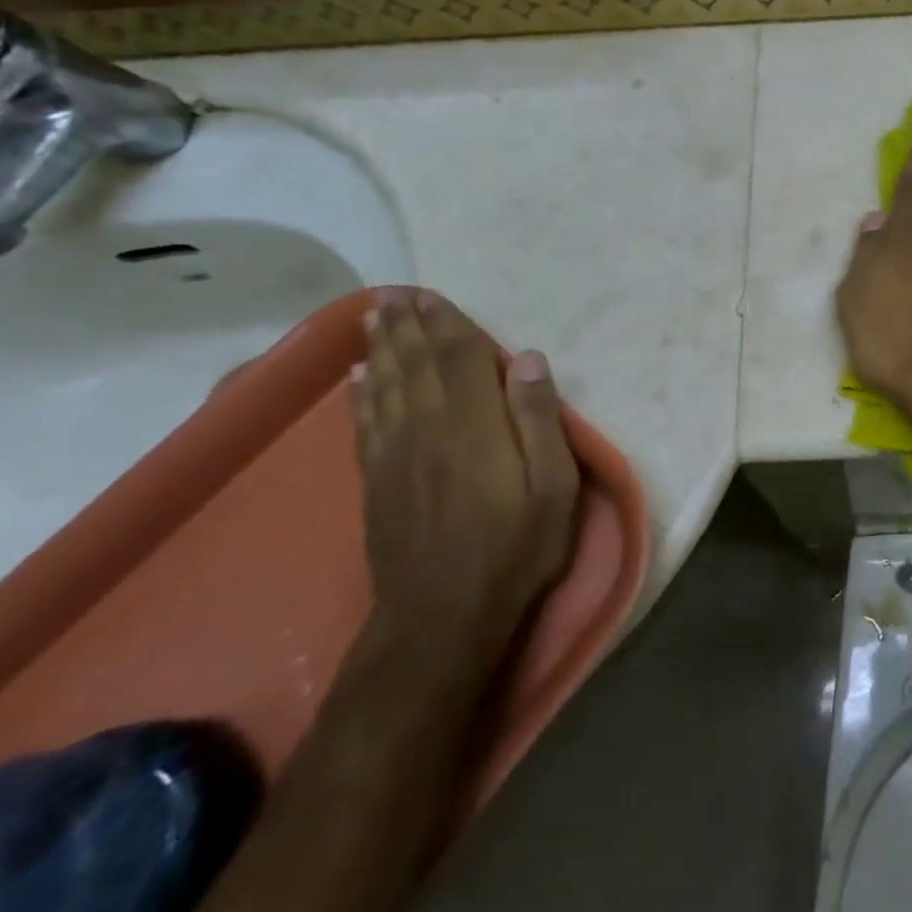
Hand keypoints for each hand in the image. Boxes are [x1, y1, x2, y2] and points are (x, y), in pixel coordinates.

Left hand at [351, 290, 581, 666]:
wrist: (443, 618)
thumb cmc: (515, 547)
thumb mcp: (554, 486)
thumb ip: (540, 419)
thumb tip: (528, 358)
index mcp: (474, 424)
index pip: (459, 357)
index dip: (446, 322)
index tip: (431, 294)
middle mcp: (428, 427)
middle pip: (415, 364)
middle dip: (405, 325)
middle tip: (392, 292)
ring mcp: (396, 455)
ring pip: (386, 386)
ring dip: (380, 349)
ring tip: (373, 318)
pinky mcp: (378, 482)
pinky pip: (366, 423)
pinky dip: (361, 395)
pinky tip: (358, 378)